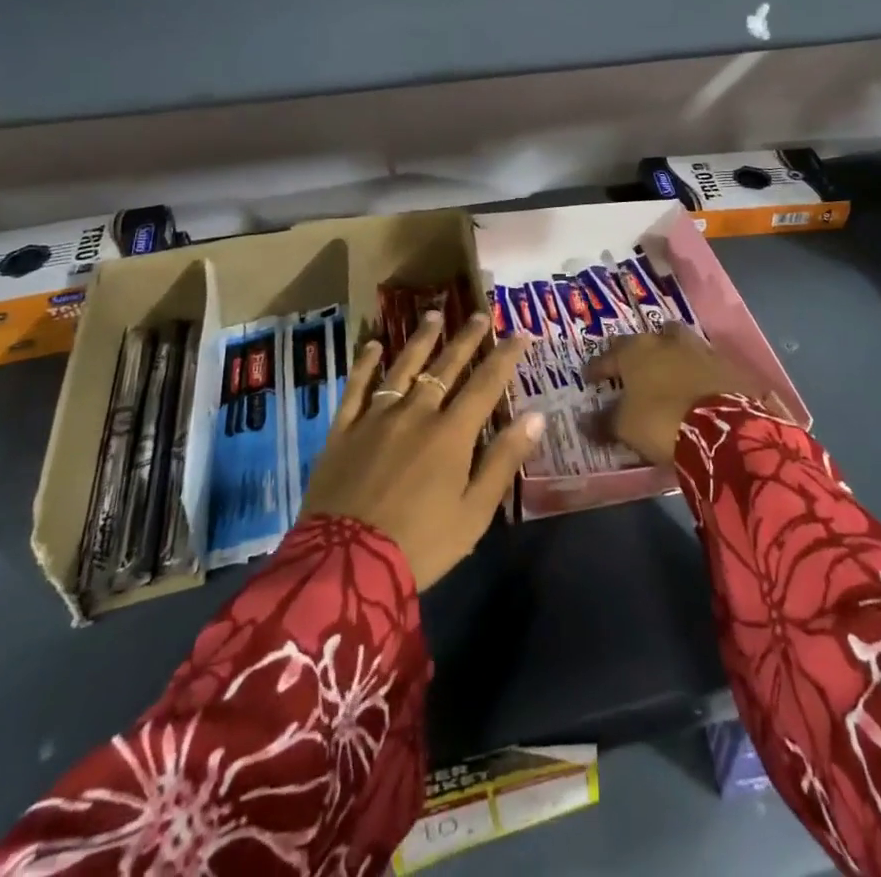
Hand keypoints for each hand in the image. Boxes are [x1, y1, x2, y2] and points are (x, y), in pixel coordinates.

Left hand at [300, 311, 542, 590]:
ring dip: (421, 340)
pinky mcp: (343, 430)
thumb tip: (536, 416)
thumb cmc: (420, 545)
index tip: (520, 333)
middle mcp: (416, 414)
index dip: (505, 357)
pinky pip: (355, 388)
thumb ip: (503, 460)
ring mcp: (375, 418)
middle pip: (445, 367)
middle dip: (466, 339)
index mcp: (451, 434)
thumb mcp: (474, 513)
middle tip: (480, 314)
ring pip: (403, 367)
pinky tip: (373, 345)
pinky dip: (365, 364)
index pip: (485, 384)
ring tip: (434, 314)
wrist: (346, 566)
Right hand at [584, 324, 751, 466]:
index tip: (589, 378)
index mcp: (635, 351)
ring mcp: (699, 349)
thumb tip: (584, 422)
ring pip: (678, 343)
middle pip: (646, 340)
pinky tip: (695, 386)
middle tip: (631, 370)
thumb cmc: (662, 422)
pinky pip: (704, 363)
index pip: (608, 356)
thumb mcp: (625, 427)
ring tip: (665, 373)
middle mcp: (665, 341)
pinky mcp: (726, 365)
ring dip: (670, 355)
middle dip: (636, 353)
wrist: (724, 429)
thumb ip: (604, 421)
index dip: (597, 368)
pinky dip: (696, 372)